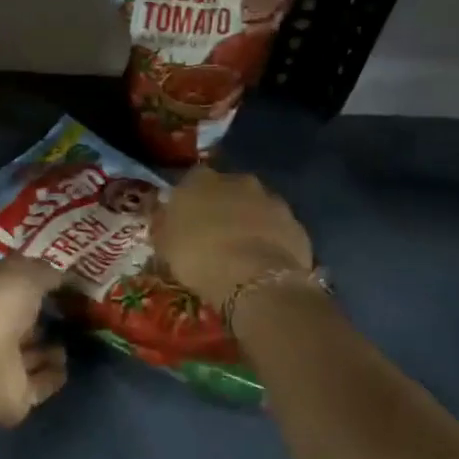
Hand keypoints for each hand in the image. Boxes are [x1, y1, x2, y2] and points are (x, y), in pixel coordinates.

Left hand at [0, 258, 66, 427]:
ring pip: (24, 352)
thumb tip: (62, 275)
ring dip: (46, 348)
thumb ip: (45, 272)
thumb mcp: (25, 273)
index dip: (25, 277)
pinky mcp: (9, 394)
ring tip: (75, 337)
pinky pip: (35, 383)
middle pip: (13, 318)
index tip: (54, 277)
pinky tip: (68, 366)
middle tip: (68, 309)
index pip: (0, 279)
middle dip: (36, 315)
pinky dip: (50, 376)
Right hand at [149, 166, 312, 306]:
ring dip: (249, 221)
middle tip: (214, 234)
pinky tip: (263, 261)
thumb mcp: (164, 244)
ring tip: (241, 250)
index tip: (185, 220)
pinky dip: (271, 239)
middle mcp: (238, 180)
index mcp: (201, 179)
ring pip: (255, 207)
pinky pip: (277, 228)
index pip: (191, 180)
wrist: (254, 279)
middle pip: (227, 189)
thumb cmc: (199, 256)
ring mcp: (271, 199)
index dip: (189, 200)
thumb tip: (162, 216)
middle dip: (222, 206)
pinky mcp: (295, 223)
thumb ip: (163, 224)